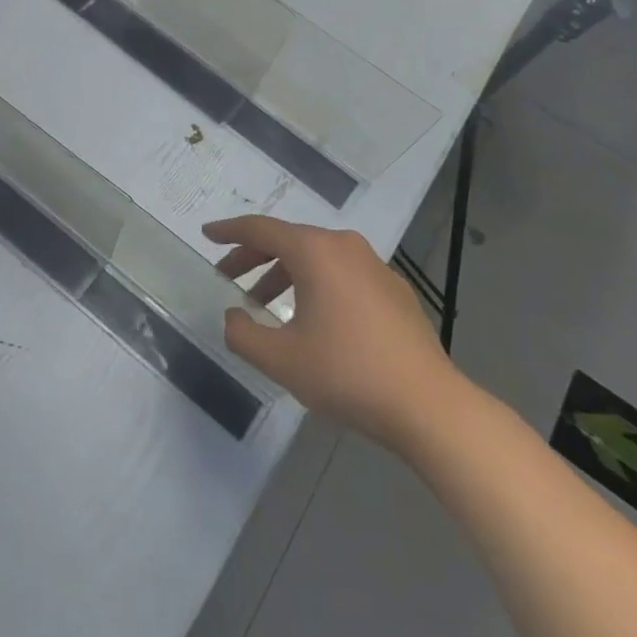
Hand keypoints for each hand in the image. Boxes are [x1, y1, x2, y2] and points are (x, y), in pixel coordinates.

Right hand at [208, 215, 468, 453]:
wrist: (429, 406)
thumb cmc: (347, 373)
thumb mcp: (280, 359)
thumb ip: (243, 333)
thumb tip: (233, 316)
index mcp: (314, 251)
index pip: (260, 229)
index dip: (229, 232)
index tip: (207, 235)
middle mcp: (344, 247)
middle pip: (288, 241)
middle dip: (253, 258)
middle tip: (228, 278)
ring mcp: (374, 267)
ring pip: (317, 258)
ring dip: (284, 275)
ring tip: (266, 306)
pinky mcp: (394, 291)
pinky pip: (342, 275)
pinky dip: (316, 286)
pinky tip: (312, 319)